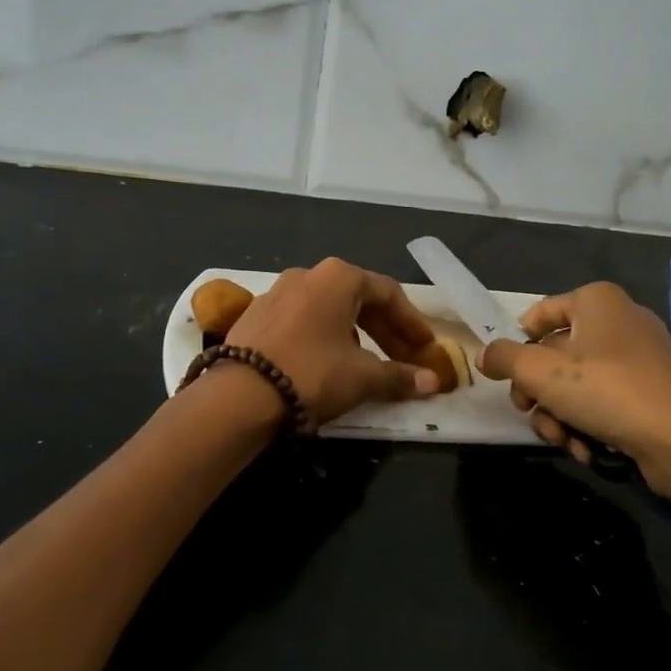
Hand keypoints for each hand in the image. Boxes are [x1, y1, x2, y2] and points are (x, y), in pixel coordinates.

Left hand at [225, 258, 441, 425]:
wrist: (237, 395)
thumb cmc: (312, 373)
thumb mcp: (362, 377)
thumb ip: (400, 376)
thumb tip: (433, 383)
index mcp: (338, 277)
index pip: (388, 293)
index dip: (412, 322)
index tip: (427, 348)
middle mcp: (307, 275)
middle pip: (358, 299)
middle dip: (385, 330)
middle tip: (404, 358)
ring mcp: (276, 292)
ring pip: (328, 309)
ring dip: (355, 334)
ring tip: (367, 363)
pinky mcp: (255, 315)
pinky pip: (302, 321)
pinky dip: (323, 337)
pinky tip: (327, 363)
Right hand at [478, 282, 670, 536]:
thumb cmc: (607, 391)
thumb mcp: (540, 371)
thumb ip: (504, 358)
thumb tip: (486, 355)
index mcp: (596, 300)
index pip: (539, 314)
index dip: (517, 345)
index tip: (507, 377)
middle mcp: (620, 320)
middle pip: (556, 354)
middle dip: (538, 392)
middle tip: (529, 413)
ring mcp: (641, 358)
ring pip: (577, 384)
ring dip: (560, 416)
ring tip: (562, 440)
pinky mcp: (653, 393)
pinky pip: (606, 402)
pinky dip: (590, 424)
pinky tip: (587, 449)